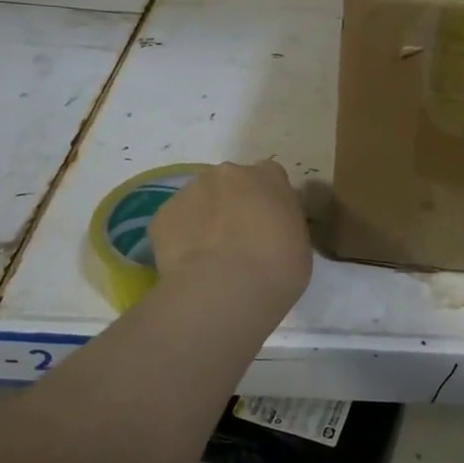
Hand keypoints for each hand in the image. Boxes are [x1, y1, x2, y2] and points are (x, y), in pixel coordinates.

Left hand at [150, 160, 312, 312]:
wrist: (225, 289)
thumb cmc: (277, 268)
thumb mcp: (300, 243)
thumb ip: (284, 223)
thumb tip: (271, 228)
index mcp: (267, 177)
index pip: (270, 177)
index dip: (267, 200)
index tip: (268, 224)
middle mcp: (228, 173)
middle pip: (231, 184)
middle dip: (233, 205)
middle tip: (238, 241)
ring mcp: (191, 190)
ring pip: (200, 200)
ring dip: (205, 219)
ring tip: (210, 257)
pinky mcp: (163, 214)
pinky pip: (175, 223)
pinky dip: (181, 239)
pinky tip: (189, 265)